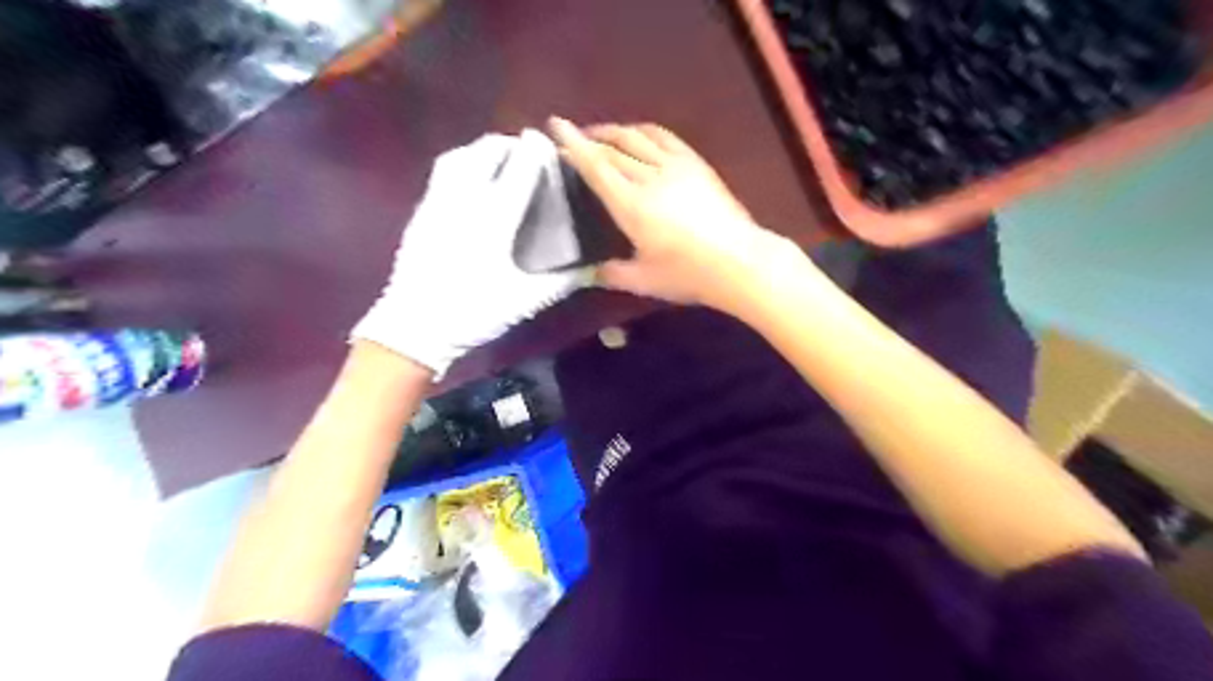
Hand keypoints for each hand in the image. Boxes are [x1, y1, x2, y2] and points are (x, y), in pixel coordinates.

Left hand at [354, 130, 590, 377]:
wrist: (415, 326)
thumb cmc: (474, 311)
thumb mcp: (524, 300)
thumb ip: (561, 281)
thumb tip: (592, 269)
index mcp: (494, 218)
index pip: (519, 167)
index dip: (534, 149)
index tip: (546, 141)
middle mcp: (464, 199)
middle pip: (486, 151)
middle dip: (508, 144)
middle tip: (525, 152)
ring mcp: (437, 202)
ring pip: (458, 156)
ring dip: (481, 149)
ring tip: (497, 158)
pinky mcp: (420, 212)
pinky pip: (442, 173)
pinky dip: (461, 164)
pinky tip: (470, 182)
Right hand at [551, 116, 797, 313]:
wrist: (739, 261)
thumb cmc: (688, 274)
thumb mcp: (644, 280)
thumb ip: (613, 274)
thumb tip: (589, 274)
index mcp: (631, 205)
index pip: (596, 166)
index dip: (573, 145)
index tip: (555, 125)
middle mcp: (650, 177)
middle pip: (613, 148)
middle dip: (588, 139)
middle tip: (572, 140)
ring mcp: (676, 166)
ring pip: (637, 137)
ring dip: (614, 131)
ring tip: (601, 135)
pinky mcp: (696, 164)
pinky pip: (664, 137)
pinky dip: (645, 131)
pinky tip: (639, 135)